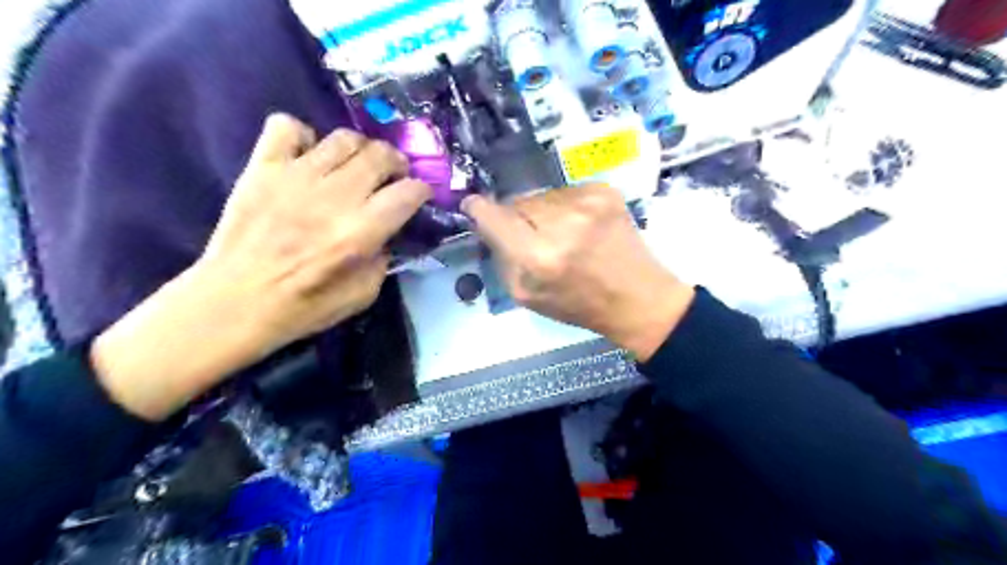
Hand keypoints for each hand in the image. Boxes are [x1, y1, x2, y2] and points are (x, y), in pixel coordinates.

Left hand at [88, 115, 426, 422]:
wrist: (234, 302)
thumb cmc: (303, 307)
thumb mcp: (363, 295)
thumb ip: (383, 259)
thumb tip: (387, 233)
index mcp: (361, 231)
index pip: (408, 192)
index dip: (422, 190)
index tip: (419, 196)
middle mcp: (335, 197)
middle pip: (380, 155)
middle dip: (396, 163)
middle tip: (392, 177)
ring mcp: (296, 177)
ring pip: (343, 137)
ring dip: (361, 149)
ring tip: (357, 165)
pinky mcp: (263, 168)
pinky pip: (286, 127)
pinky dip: (303, 136)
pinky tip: (308, 156)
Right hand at [461, 186, 692, 361]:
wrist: (638, 297)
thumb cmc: (579, 304)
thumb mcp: (527, 296)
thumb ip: (502, 258)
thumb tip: (487, 223)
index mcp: (537, 257)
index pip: (493, 216)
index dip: (479, 209)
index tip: (473, 206)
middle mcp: (560, 224)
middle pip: (517, 203)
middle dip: (517, 217)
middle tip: (532, 237)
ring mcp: (586, 202)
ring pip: (542, 196)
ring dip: (542, 212)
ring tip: (562, 234)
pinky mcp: (605, 191)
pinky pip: (566, 191)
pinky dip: (567, 207)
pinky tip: (582, 227)